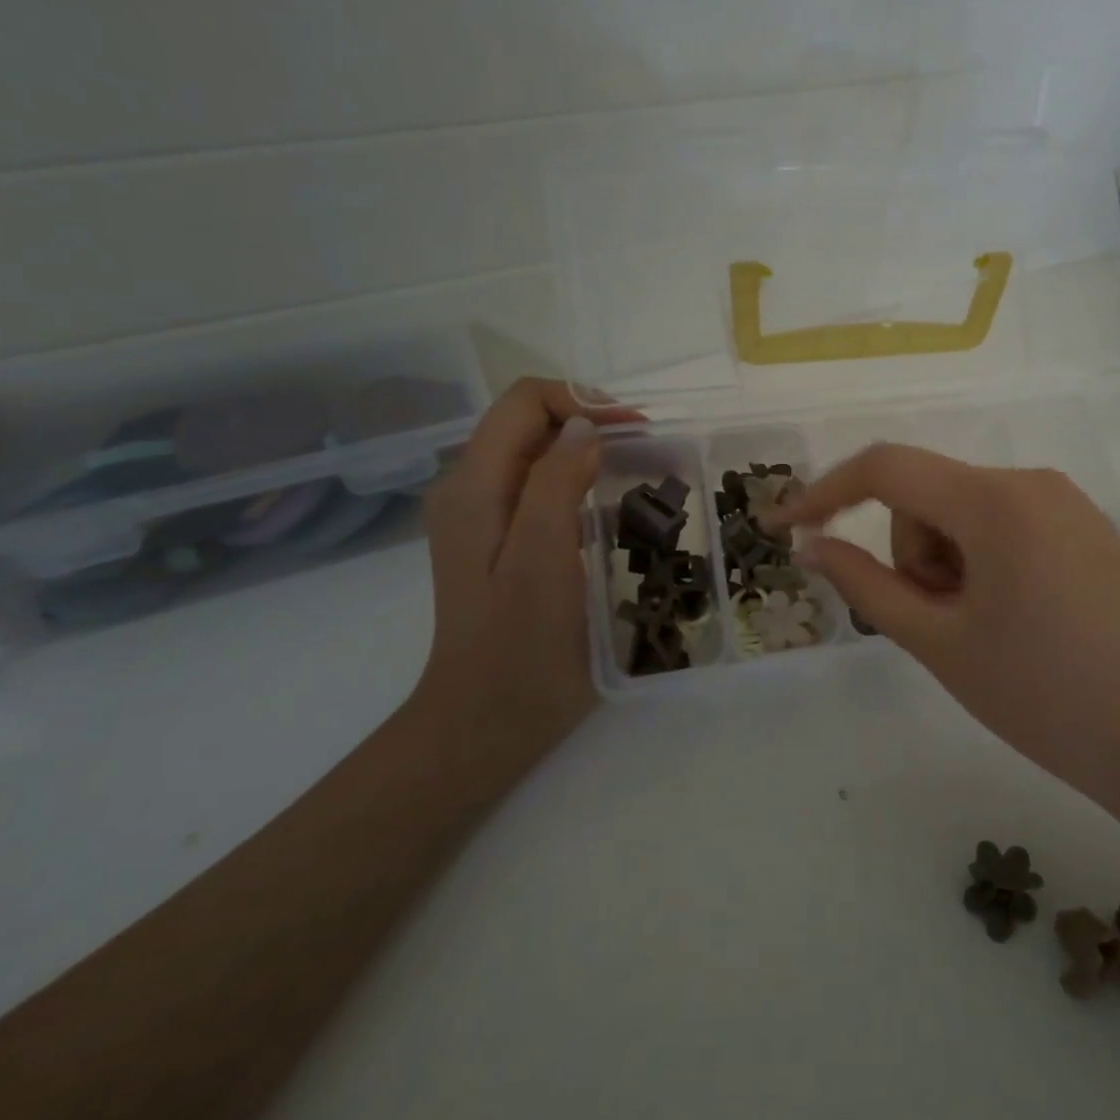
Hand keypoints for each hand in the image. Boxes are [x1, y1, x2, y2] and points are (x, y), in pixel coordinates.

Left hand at [411, 378, 638, 758]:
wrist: (489, 719)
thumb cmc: (520, 642)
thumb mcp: (541, 556)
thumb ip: (556, 481)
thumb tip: (585, 426)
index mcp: (474, 485)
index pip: (524, 401)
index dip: (582, 401)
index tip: (636, 430)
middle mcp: (472, 489)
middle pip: (530, 422)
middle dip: (590, 421)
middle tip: (647, 449)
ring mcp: (485, 517)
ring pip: (538, 453)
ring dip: (589, 449)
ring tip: (640, 470)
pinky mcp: (503, 542)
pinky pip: (542, 487)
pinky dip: (582, 480)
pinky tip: (613, 505)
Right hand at [775, 445, 1119, 803]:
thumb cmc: (1035, 695)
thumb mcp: (935, 640)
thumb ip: (864, 583)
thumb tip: (810, 546)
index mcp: (996, 503)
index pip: (889, 469)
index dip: (827, 492)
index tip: (786, 526)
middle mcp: (1032, 481)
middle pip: (928, 495)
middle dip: (912, 552)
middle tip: (938, 620)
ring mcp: (1064, 500)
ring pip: (962, 509)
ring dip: (946, 559)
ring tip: (978, 624)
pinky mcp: (1082, 523)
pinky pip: (1002, 519)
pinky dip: (980, 555)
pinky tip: (1010, 611)